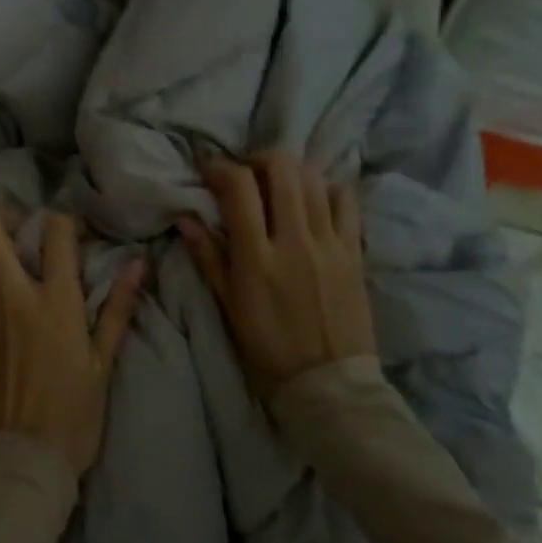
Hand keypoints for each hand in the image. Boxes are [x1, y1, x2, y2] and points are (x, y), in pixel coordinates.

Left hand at [0, 211, 143, 477]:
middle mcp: (13, 298)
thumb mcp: (103, 364)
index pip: (55, 235)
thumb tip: (138, 265)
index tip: (72, 227)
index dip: (64, 219)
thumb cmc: (73, 415)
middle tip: (21, 224)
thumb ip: (117, 309)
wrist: (23, 459)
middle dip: (3, 216)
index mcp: (55, 302)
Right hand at [179, 153, 376, 395]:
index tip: (208, 169)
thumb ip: (208, 258)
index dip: (220, 168)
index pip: (239, 188)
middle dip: (257, 160)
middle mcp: (296, 241)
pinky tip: (314, 200)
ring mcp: (330, 243)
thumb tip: (186, 218)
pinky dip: (327, 189)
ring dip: (290, 171)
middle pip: (281, 169)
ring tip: (277, 186)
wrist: (328, 383)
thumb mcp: (228, 307)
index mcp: (258, 258)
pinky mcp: (355, 251)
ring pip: (314, 179)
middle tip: (245, 174)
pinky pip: (346, 201)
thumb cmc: (268, 348)